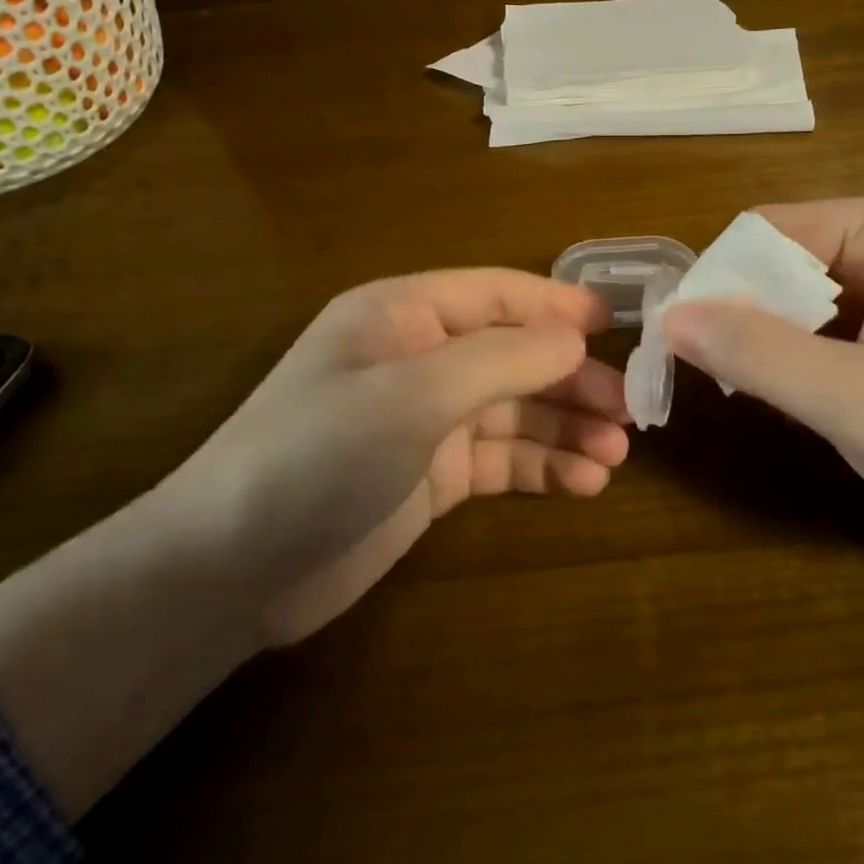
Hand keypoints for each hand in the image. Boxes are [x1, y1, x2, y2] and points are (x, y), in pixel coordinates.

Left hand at [171, 269, 629, 645]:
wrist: (232, 569)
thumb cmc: (318, 455)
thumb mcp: (412, 395)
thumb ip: (501, 359)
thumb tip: (575, 339)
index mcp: (404, 314)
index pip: (498, 294)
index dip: (559, 306)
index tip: (620, 326)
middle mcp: (418, 357)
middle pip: (513, 354)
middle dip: (571, 378)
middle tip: (631, 410)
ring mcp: (424, 418)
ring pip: (513, 409)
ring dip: (565, 426)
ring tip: (616, 454)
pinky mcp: (430, 474)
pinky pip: (500, 458)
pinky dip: (541, 466)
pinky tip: (582, 482)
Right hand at [663, 196, 863, 557]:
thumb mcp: (859, 401)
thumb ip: (757, 354)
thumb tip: (670, 317)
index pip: (772, 229)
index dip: (721, 280)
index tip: (683, 341)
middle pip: (792, 258)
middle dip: (748, 313)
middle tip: (715, 377)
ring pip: (814, 295)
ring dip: (777, 338)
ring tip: (753, 391)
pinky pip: (845, 324)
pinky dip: (811, 355)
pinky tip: (803, 396)